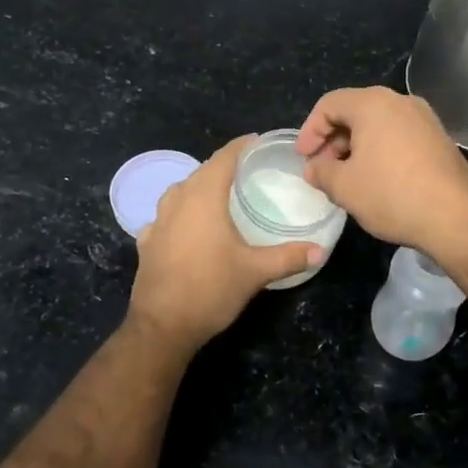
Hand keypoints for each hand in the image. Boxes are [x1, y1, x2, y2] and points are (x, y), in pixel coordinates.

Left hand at [128, 135, 322, 350]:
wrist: (162, 326)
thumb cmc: (211, 289)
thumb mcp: (255, 272)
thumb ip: (288, 256)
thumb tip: (320, 250)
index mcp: (204, 196)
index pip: (224, 158)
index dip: (241, 146)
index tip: (258, 141)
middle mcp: (177, 200)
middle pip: (202, 172)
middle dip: (223, 166)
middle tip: (248, 170)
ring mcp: (158, 221)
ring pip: (181, 192)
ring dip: (200, 187)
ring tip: (220, 195)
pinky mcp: (147, 242)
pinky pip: (166, 216)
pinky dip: (181, 213)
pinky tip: (189, 226)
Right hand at [296, 87, 467, 256]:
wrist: (456, 218)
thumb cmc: (392, 195)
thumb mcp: (344, 187)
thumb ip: (322, 172)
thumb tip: (315, 168)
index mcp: (373, 103)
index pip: (329, 104)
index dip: (310, 130)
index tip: (303, 158)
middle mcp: (401, 101)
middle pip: (355, 110)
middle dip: (333, 139)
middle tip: (322, 168)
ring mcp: (425, 119)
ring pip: (378, 124)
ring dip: (356, 146)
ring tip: (346, 177)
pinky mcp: (439, 139)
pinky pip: (399, 135)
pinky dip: (380, 150)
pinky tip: (376, 179)